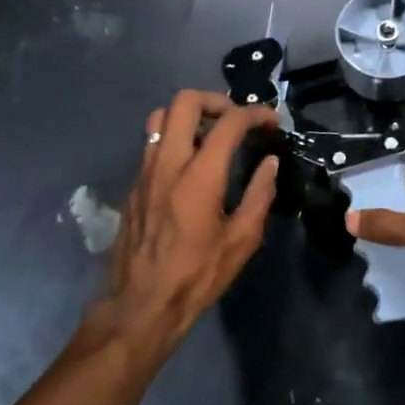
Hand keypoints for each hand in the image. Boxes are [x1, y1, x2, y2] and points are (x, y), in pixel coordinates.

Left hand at [85, 90, 279, 367]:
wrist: (141, 304)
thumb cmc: (197, 275)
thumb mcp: (241, 241)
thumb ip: (259, 195)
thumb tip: (270, 163)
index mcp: (199, 176)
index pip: (228, 122)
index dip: (255, 113)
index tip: (271, 121)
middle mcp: (167, 163)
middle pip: (184, 101)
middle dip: (216, 100)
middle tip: (236, 119)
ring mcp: (144, 171)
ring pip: (161, 117)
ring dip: (190, 116)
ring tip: (212, 136)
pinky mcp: (133, 184)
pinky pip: (152, 143)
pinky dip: (175, 138)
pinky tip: (191, 165)